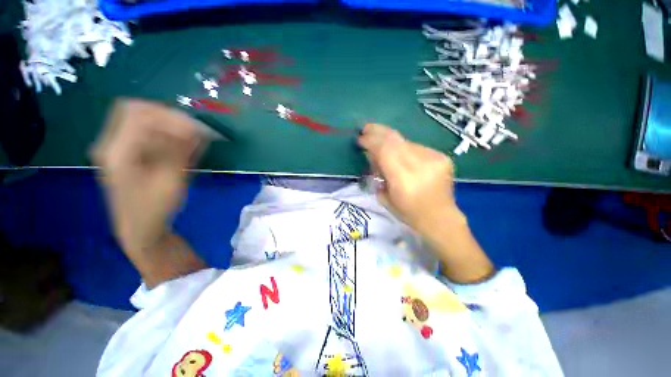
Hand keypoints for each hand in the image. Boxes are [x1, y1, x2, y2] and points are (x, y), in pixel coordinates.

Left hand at [92, 99, 205, 251]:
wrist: (138, 228)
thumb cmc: (155, 209)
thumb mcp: (172, 180)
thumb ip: (181, 150)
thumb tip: (197, 127)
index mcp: (117, 152)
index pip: (139, 114)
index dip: (170, 116)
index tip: (196, 128)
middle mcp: (110, 144)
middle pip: (134, 110)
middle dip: (166, 115)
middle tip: (191, 129)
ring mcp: (114, 147)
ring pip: (137, 118)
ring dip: (165, 123)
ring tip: (188, 137)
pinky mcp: (122, 152)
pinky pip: (140, 130)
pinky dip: (161, 131)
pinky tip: (177, 144)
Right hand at [358, 123, 461, 235]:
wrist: (440, 217)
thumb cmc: (408, 213)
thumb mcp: (384, 197)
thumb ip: (377, 173)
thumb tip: (372, 153)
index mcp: (404, 180)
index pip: (385, 151)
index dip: (371, 141)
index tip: (361, 138)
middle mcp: (421, 166)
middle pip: (395, 140)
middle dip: (378, 132)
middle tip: (367, 128)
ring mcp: (434, 159)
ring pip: (405, 141)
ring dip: (391, 141)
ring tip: (382, 144)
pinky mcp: (442, 157)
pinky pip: (416, 147)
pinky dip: (405, 148)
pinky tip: (401, 155)